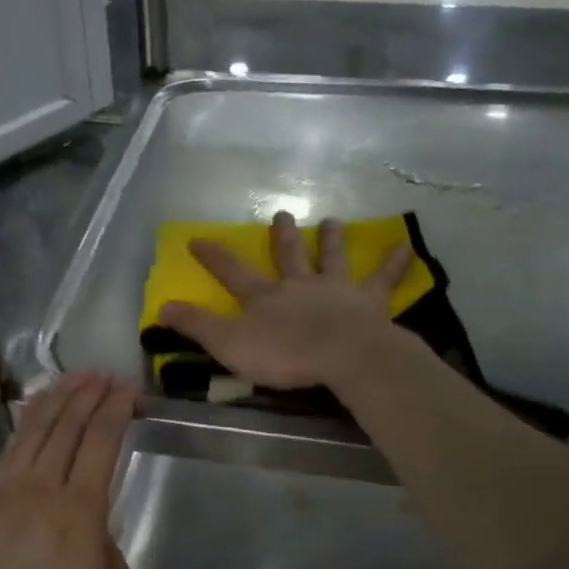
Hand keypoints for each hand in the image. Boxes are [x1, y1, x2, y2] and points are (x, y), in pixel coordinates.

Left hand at [0, 372, 140, 568]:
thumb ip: (114, 551)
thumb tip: (96, 530)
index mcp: (79, 511)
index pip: (101, 441)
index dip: (117, 409)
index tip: (129, 389)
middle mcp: (41, 490)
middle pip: (67, 426)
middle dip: (89, 394)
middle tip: (105, 375)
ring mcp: (6, 494)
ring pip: (34, 431)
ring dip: (56, 399)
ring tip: (74, 378)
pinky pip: (9, 451)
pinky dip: (26, 423)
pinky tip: (35, 412)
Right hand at [157, 211, 414, 389]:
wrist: (341, 354)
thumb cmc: (283, 353)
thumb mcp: (228, 344)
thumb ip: (196, 326)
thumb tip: (161, 306)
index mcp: (264, 297)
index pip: (231, 272)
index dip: (213, 256)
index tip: (197, 238)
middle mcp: (299, 284)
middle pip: (288, 255)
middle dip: (282, 236)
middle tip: (282, 214)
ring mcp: (335, 289)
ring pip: (332, 258)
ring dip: (331, 240)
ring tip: (333, 221)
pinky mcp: (368, 301)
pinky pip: (383, 278)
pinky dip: (394, 262)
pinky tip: (407, 245)